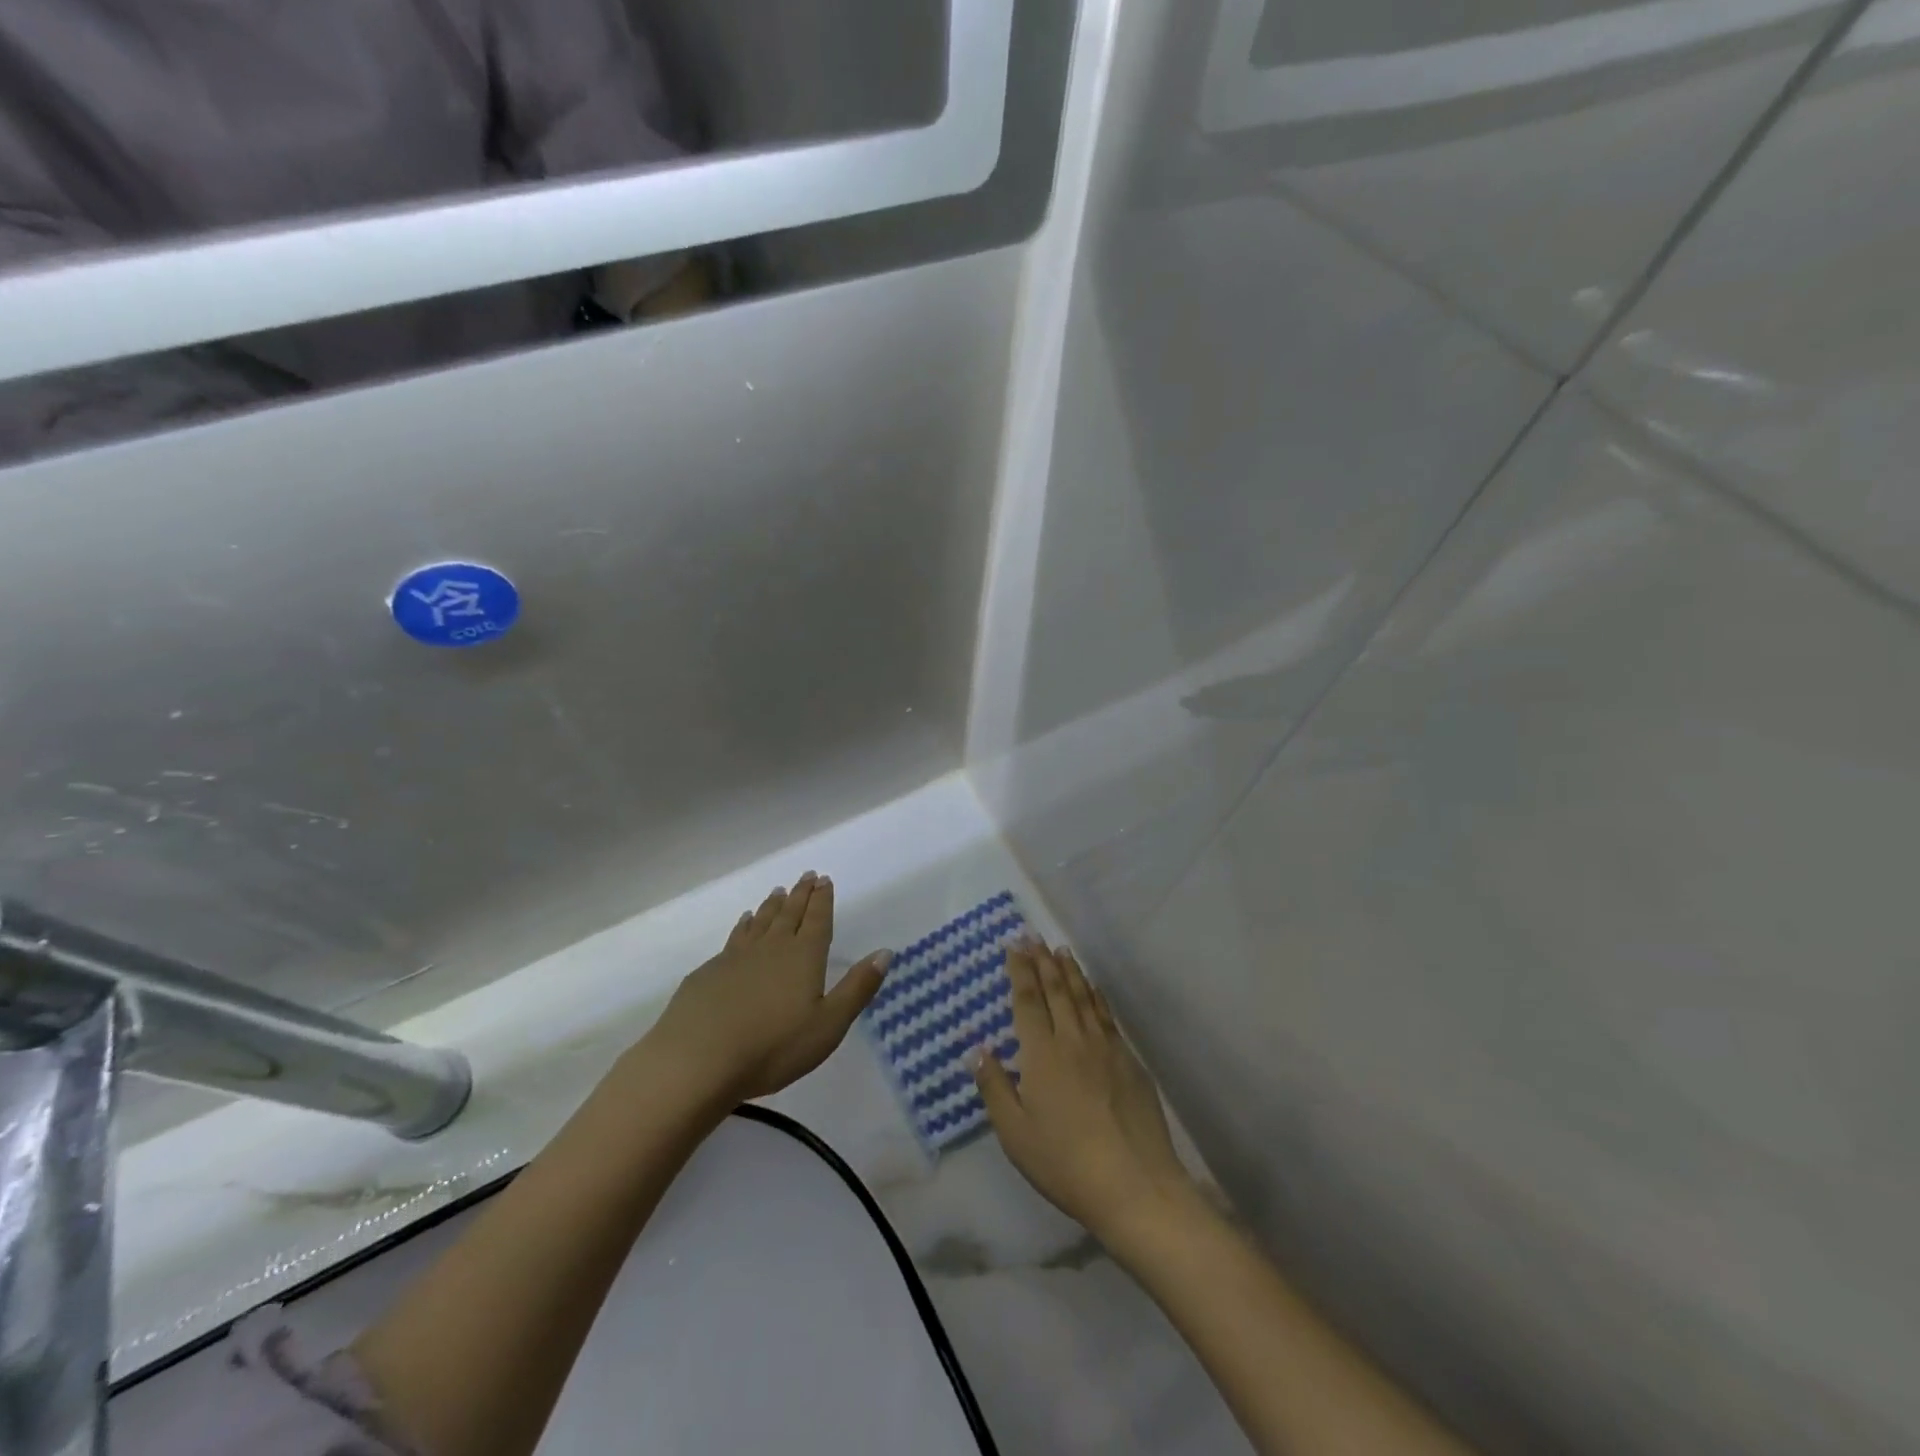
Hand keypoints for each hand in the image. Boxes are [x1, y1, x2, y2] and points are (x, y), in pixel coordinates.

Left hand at [644, 872, 890, 1104]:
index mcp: (804, 957)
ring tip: (778, 891)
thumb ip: (857, 988)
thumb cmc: (773, 1047)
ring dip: (772, 905)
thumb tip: (885, 952)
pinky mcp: (710, 971)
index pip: (817, 920)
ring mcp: (737, 957)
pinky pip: (735, 937)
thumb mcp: (828, 1025)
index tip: (824, 879)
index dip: (823, 900)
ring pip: (760, 921)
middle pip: (789, 913)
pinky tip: (743, 922)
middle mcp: (772, 947)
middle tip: (806, 876)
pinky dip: (744, 925)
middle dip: (801, 894)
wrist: (697, 1060)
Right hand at [971, 941, 1197, 1243]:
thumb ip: (994, 1087)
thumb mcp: (1015, 1133)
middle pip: (1056, 990)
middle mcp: (1073, 1039)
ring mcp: (1105, 1047)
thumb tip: (977, 1049)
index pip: (1028, 1000)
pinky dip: (1097, 996)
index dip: (1019, 970)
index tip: (1014, 945)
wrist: (1134, 1184)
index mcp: (1042, 1053)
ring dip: (1070, 971)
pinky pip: (1107, 1016)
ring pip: (1084, 997)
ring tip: (1061, 951)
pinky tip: (1094, 989)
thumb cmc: (1065, 1162)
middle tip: (1034, 936)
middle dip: (1042, 961)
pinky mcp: (1129, 1061)